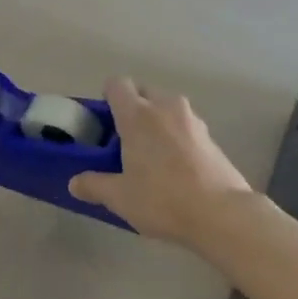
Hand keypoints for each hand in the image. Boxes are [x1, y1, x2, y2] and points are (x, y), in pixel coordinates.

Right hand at [68, 78, 251, 242]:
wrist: (222, 214)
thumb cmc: (162, 199)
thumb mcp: (120, 197)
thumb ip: (94, 185)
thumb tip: (75, 183)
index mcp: (138, 114)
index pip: (117, 84)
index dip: (107, 98)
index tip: (105, 123)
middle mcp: (166, 107)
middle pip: (144, 92)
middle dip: (134, 110)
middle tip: (126, 142)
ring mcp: (193, 120)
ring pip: (167, 109)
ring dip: (157, 123)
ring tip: (153, 158)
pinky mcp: (212, 137)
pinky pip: (186, 127)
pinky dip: (177, 138)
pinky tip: (177, 170)